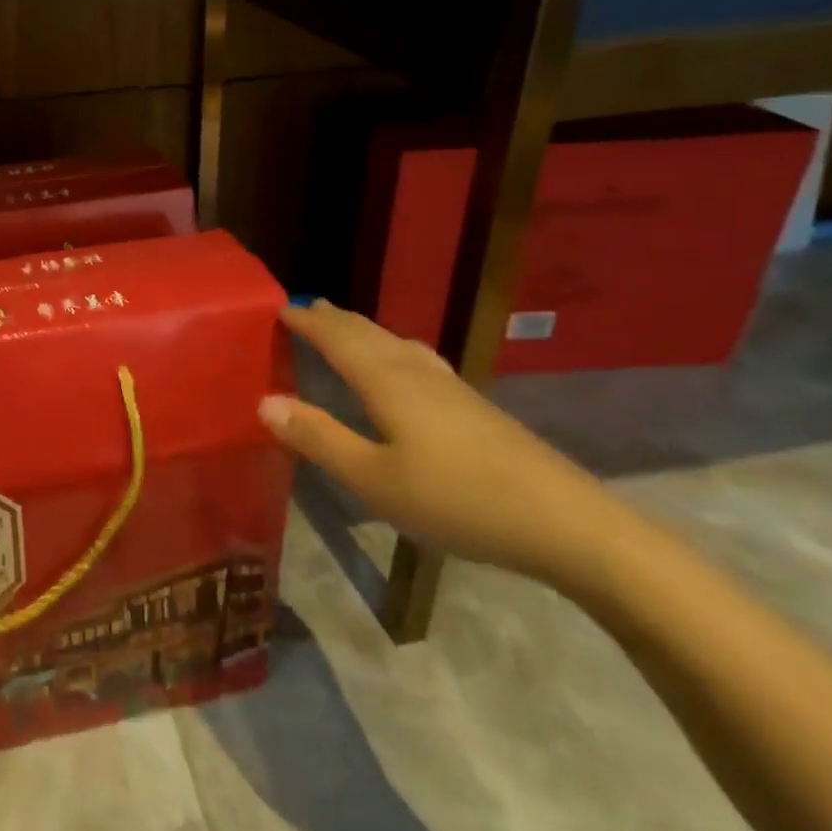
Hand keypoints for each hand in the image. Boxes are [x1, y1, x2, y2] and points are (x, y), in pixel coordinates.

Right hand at [259, 300, 614, 583]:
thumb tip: (265, 401)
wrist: (566, 522)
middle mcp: (416, 372)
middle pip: (368, 333)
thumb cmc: (457, 500)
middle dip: (334, 319)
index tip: (278, 308)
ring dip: (364, 331)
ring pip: (396, 343)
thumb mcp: (373, 479)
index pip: (337, 338)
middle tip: (306, 308)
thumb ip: (319, 438)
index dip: (307, 322)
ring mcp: (451, 387)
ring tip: (346, 328)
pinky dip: (393, 348)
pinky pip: (417, 358)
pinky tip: (406, 366)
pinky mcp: (474, 406)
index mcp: (387, 382)